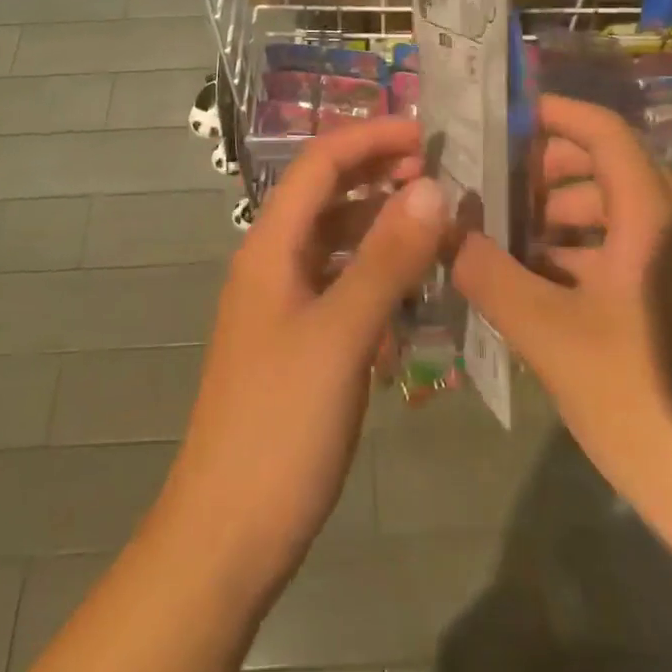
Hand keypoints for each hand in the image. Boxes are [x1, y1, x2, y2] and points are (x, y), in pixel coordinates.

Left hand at [156, 117, 447, 594]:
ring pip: (340, 241)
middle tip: (445, 176)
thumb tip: (432, 186)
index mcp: (271, 246)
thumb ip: (387, 259)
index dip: (372, 137)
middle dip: (381, 175)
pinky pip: (344, 285)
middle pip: (329, 195)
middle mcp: (274, 262)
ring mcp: (285, 303)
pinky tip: (416, 293)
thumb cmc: (280, 427)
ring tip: (441, 227)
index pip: (320, 163)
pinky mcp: (300, 340)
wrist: (226, 536)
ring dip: (384, 225)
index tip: (430, 134)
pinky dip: (379, 275)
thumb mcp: (341, 336)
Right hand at [451, 95, 671, 511]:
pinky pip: (611, 253)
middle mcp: (666, 228)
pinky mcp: (666, 303)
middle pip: (600, 168)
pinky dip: (567, 254)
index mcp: (650, 218)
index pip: (604, 133)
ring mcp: (670, 267)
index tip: (499, 119)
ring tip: (491, 235)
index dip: (554, 114)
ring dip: (549, 217)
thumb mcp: (552, 336)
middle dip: (540, 171)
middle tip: (483, 185)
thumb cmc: (645, 402)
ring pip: (603, 214)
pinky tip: (522, 281)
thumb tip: (443, 229)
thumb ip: (491, 275)